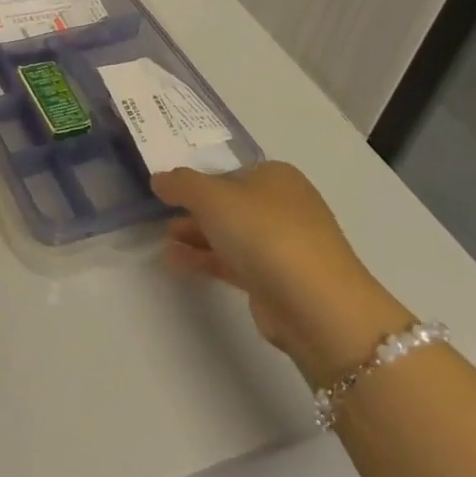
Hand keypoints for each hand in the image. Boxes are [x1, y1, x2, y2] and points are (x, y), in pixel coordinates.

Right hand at [154, 161, 412, 385]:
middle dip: (195, 210)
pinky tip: (176, 260)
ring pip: (231, 234)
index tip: (169, 192)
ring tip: (164, 240)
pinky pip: (234, 261)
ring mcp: (284, 245)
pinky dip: (206, 258)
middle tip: (162, 216)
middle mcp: (284, 206)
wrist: (316, 305)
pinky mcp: (277, 280)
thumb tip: (159, 179)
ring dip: (197, 235)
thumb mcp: (211, 196)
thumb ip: (180, 184)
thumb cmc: (264, 233)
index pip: (229, 171)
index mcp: (277, 177)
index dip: (198, 180)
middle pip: (230, 203)